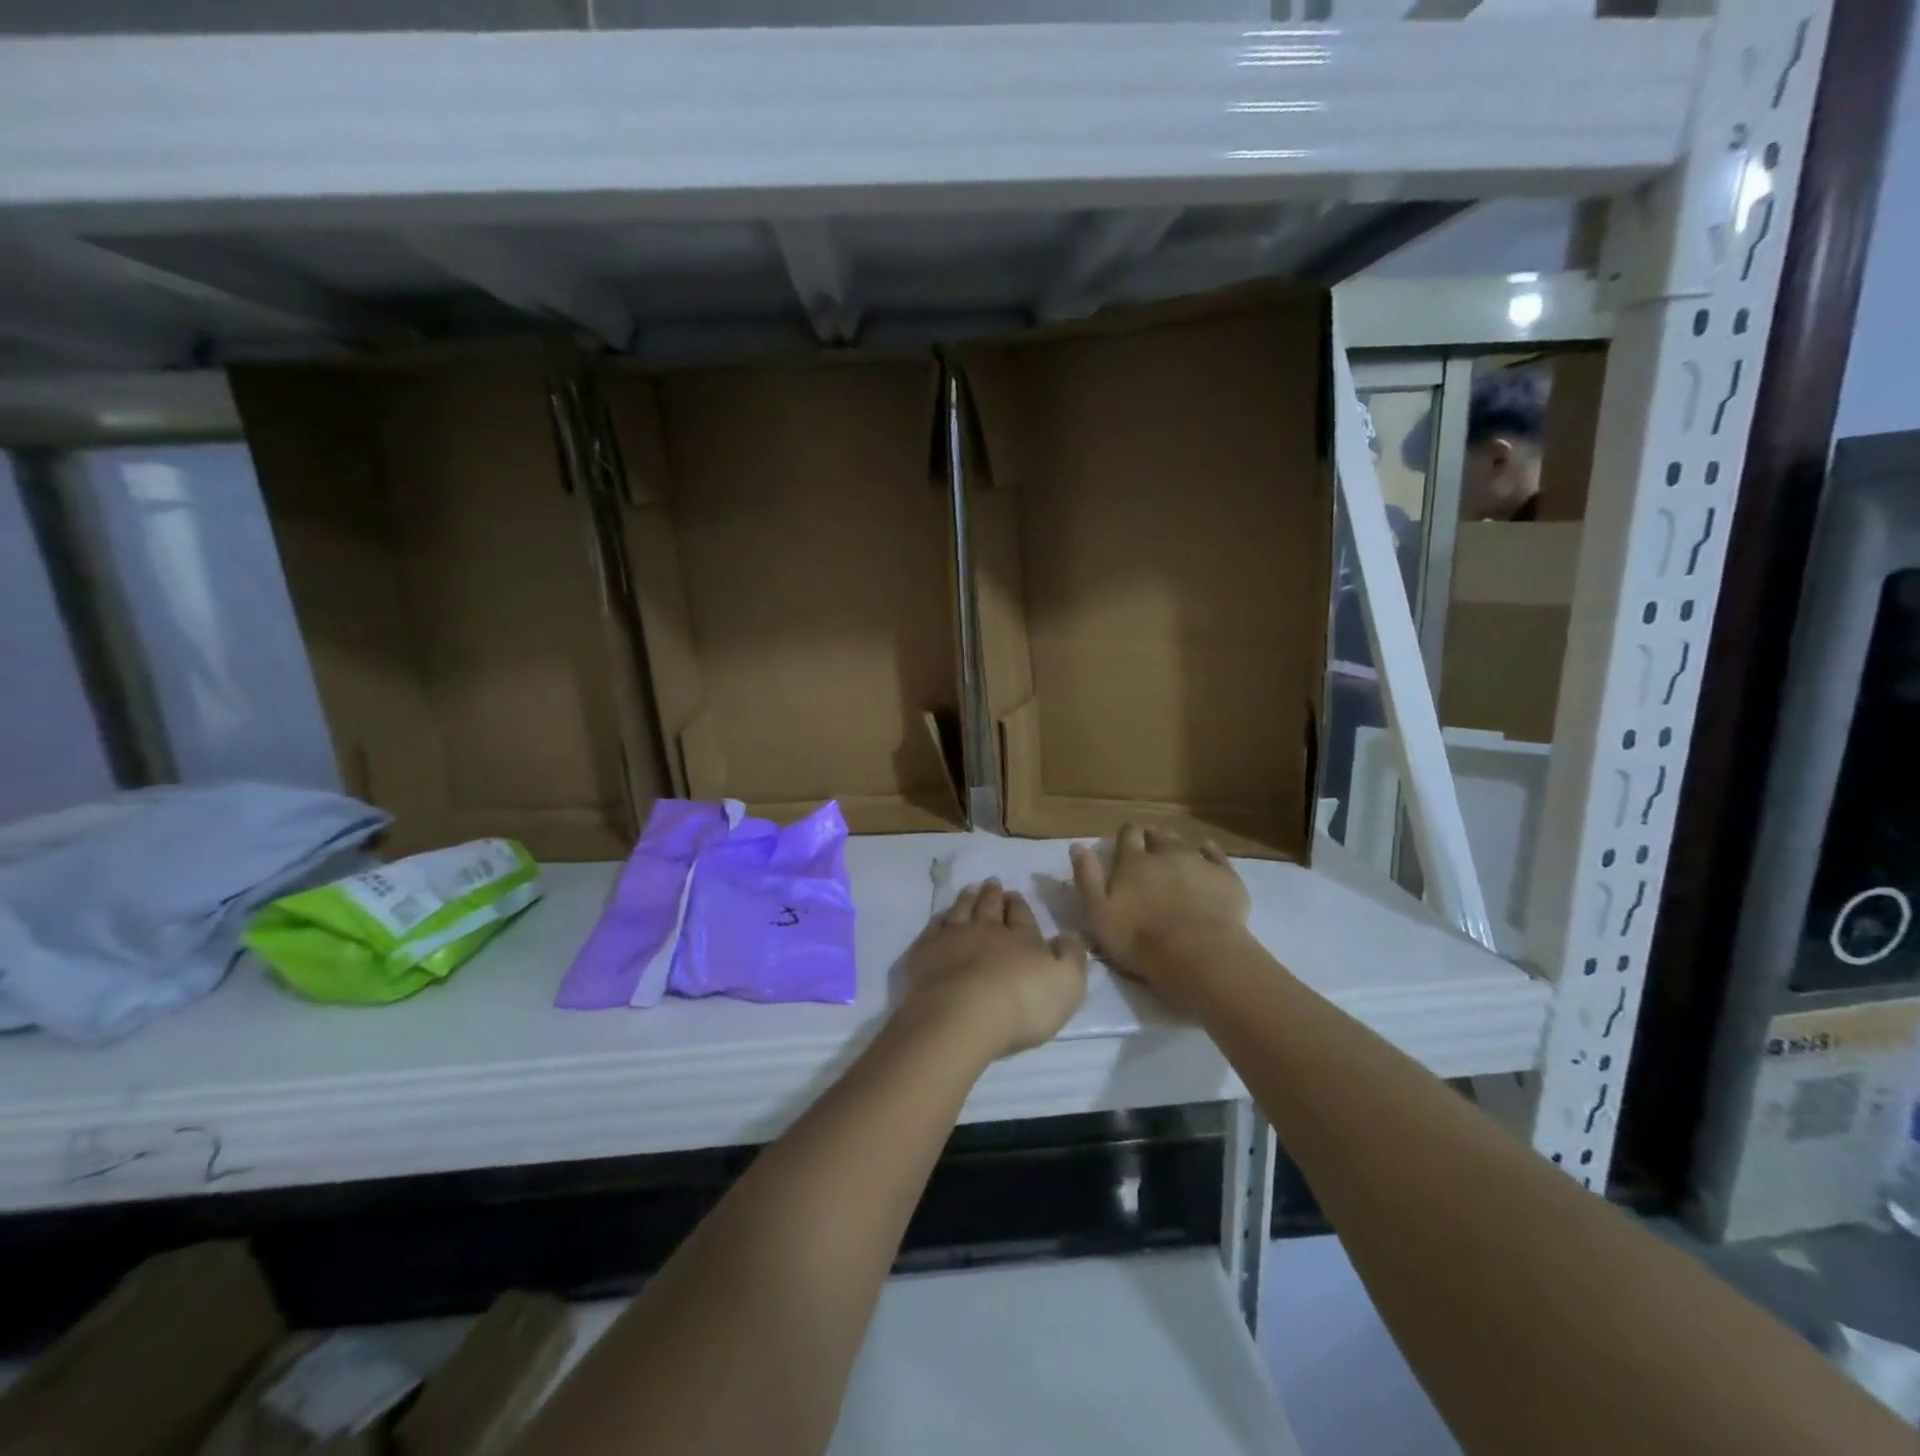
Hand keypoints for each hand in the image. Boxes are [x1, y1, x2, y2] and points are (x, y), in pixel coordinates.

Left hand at [898, 880, 1088, 1060]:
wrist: (962, 1016)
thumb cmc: (1022, 1003)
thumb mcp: (1067, 982)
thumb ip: (1071, 956)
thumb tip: (1069, 936)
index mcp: (1021, 938)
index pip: (1021, 915)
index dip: (1019, 904)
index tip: (1014, 894)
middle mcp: (986, 931)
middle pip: (989, 907)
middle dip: (993, 895)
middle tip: (992, 883)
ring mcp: (952, 939)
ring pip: (961, 911)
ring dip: (967, 899)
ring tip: (969, 889)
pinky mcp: (925, 954)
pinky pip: (933, 928)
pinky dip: (938, 920)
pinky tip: (940, 918)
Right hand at [1071, 825, 1251, 1013]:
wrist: (1198, 954)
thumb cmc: (1139, 939)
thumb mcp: (1098, 914)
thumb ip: (1086, 878)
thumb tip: (1077, 846)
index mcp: (1132, 862)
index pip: (1127, 835)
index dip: (1126, 836)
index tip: (1125, 844)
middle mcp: (1164, 853)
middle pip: (1157, 835)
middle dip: (1151, 838)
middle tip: (1149, 852)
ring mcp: (1197, 862)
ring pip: (1184, 842)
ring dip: (1176, 844)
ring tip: (1174, 855)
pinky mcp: (1225, 876)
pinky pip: (1216, 855)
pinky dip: (1209, 852)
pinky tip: (1208, 854)